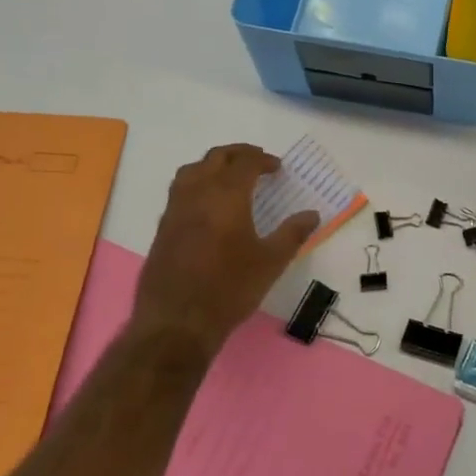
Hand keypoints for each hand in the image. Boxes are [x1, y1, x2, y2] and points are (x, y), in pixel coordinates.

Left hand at [133, 144, 318, 356]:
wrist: (177, 321)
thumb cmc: (230, 289)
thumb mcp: (271, 262)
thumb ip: (292, 233)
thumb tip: (312, 214)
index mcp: (227, 195)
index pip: (245, 163)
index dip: (263, 160)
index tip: (277, 168)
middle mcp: (197, 193)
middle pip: (216, 158)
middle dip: (238, 154)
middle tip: (257, 162)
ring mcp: (175, 209)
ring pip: (192, 170)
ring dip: (213, 165)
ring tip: (231, 177)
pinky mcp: (163, 227)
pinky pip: (180, 190)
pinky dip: (198, 183)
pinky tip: (209, 205)